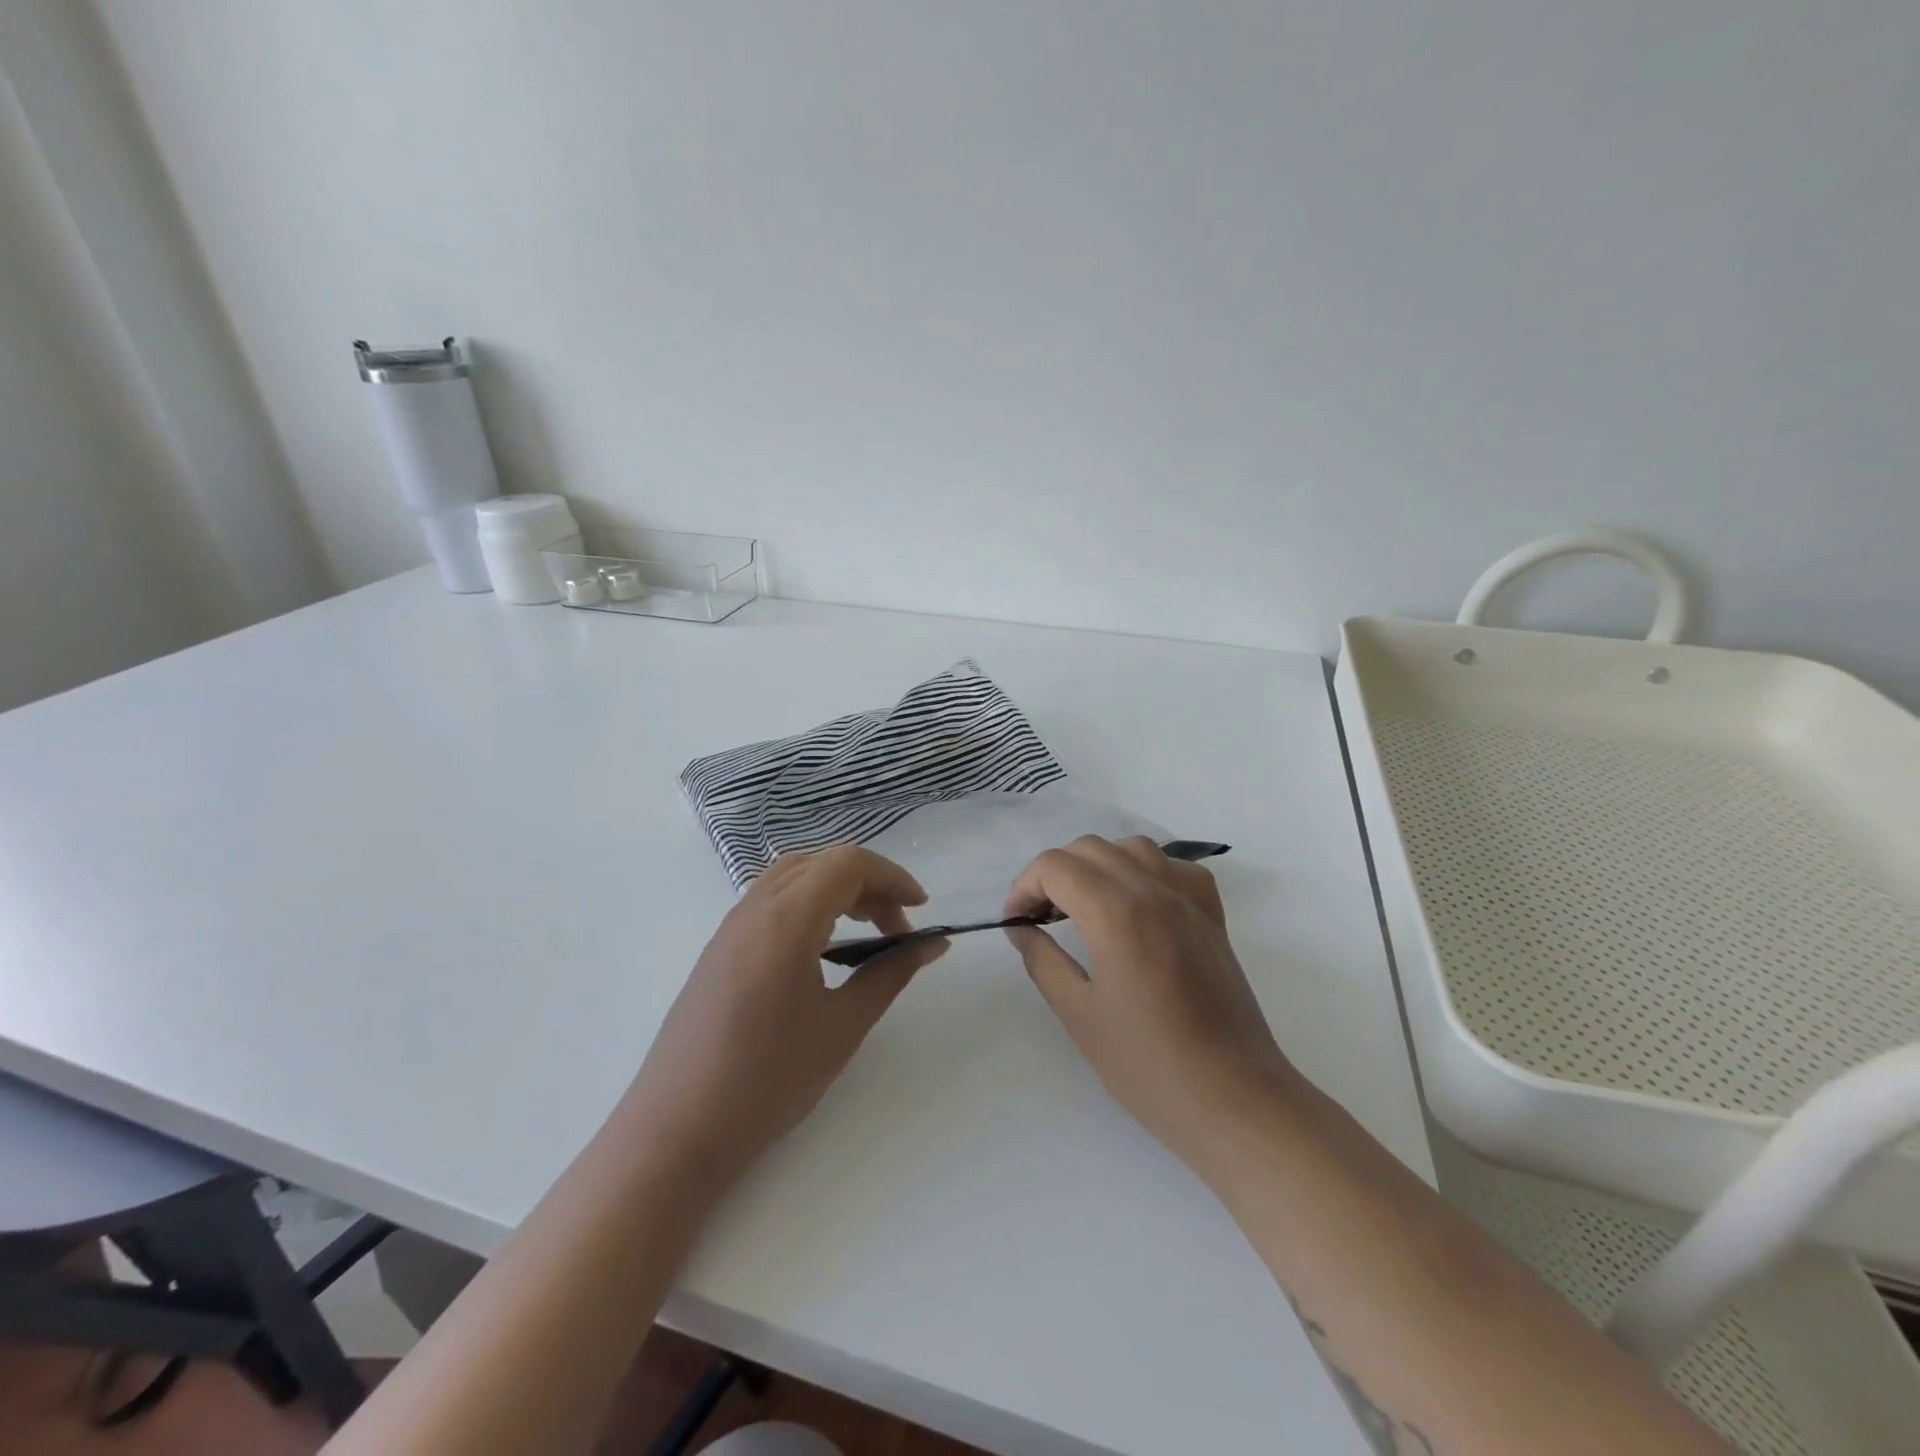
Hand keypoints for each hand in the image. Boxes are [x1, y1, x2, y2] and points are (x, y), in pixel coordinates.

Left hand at [625, 846, 947, 1189]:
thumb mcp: (843, 1026)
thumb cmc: (768, 1081)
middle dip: (868, 883)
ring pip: (794, 876)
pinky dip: (809, 905)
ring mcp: (730, 927)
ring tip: (865, 933)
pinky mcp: (719, 948)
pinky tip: (821, 950)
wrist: (677, 1131)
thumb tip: (933, 943)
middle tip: (897, 928)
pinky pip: (772, 900)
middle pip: (821, 862)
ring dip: (837, 890)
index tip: (920, 911)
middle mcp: (754, 909)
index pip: (848, 863)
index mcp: (786, 920)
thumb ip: (890, 973)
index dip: (892, 877)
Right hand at [1004, 835, 1297, 1171]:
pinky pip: (1175, 868)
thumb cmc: (1149, 1066)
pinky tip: (1136, 906)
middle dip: (1054, 873)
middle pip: (1090, 848)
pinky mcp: (1212, 918)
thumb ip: (1042, 961)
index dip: (1024, 887)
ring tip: (1083, 906)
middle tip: (1039, 917)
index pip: (1056, 866)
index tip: (1015, 923)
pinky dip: (1146, 872)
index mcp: (1117, 913)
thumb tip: (1020, 929)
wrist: (1234, 1100)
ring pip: (1133, 848)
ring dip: (1097, 865)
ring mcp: (1190, 901)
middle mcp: (1155, 891)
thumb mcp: (1079, 1015)